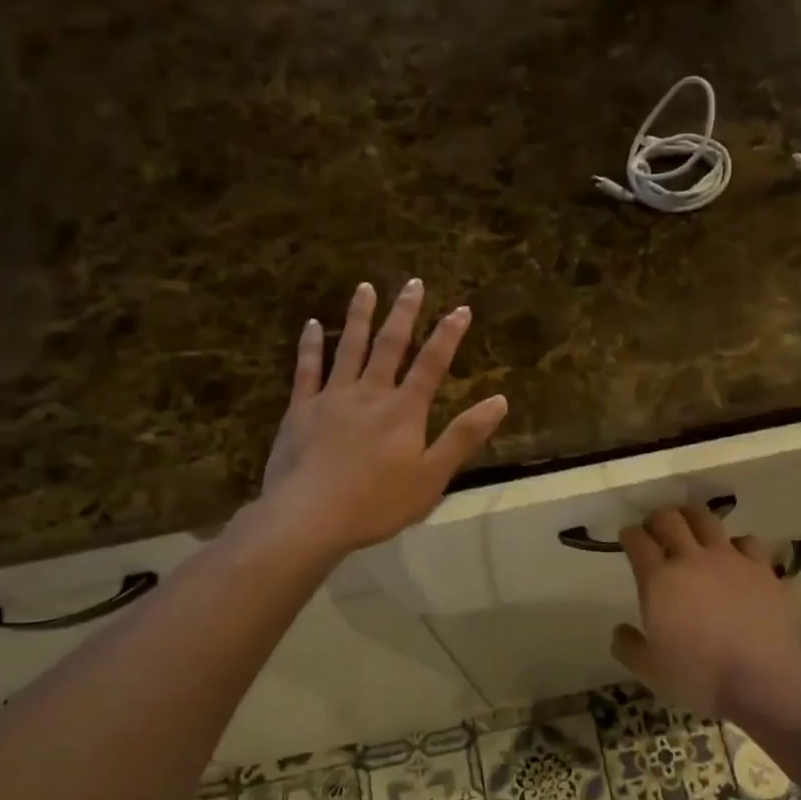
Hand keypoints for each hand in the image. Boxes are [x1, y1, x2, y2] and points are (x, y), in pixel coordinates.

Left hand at [260, 279, 507, 553]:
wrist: (309, 517)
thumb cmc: (377, 503)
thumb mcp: (432, 476)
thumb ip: (464, 436)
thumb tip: (499, 400)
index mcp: (404, 410)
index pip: (432, 364)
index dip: (448, 335)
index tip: (461, 308)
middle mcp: (370, 393)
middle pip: (390, 346)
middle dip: (404, 313)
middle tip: (412, 282)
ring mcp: (331, 398)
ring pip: (348, 348)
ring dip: (359, 316)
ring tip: (366, 287)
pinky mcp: (300, 410)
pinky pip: (306, 369)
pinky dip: (310, 345)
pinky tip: (312, 325)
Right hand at [610, 506, 800, 719]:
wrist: (763, 677)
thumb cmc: (699, 676)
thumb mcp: (650, 671)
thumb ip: (629, 647)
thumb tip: (619, 631)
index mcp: (659, 580)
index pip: (637, 541)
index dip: (629, 535)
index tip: (628, 537)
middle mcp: (693, 559)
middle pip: (671, 520)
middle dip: (658, 518)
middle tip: (655, 527)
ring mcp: (731, 560)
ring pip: (708, 521)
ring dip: (694, 519)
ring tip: (692, 526)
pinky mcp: (763, 569)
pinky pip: (748, 543)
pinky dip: (737, 545)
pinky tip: (736, 556)